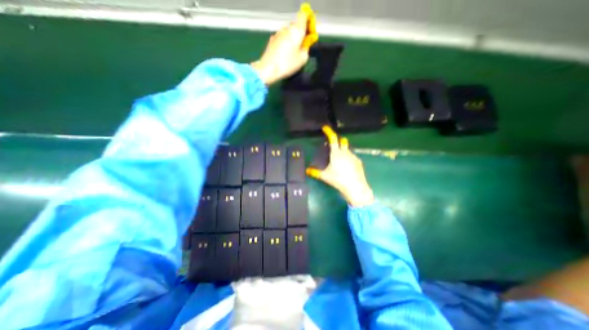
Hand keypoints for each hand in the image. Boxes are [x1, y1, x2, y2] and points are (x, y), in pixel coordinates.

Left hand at [251, 11, 309, 84]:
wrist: (268, 69)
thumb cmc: (287, 64)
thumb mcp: (303, 59)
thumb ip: (307, 47)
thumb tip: (305, 43)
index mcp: (296, 30)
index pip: (304, 16)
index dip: (309, 22)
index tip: (310, 33)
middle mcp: (286, 28)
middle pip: (296, 26)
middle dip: (300, 34)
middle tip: (303, 46)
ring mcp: (278, 33)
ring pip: (288, 33)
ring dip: (292, 39)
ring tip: (293, 53)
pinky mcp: (272, 40)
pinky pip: (282, 39)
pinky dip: (286, 43)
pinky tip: (285, 54)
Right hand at [306, 126, 374, 205]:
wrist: (355, 187)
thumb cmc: (338, 180)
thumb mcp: (325, 176)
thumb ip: (315, 172)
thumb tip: (307, 170)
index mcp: (336, 153)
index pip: (333, 139)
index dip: (329, 132)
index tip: (325, 128)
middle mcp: (345, 152)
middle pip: (342, 141)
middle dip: (337, 139)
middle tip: (332, 144)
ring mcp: (353, 156)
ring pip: (347, 149)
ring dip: (342, 149)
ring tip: (338, 158)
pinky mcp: (358, 162)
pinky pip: (352, 156)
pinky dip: (348, 157)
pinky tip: (346, 165)